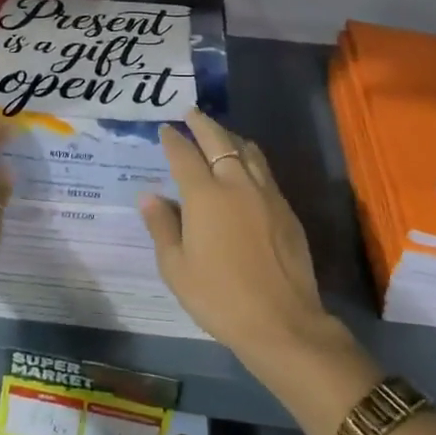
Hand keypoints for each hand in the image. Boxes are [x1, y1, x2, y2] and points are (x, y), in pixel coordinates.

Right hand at [140, 109, 340, 368]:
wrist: (282, 322)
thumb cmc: (220, 298)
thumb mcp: (177, 268)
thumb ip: (162, 226)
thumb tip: (149, 195)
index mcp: (205, 196)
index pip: (184, 155)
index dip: (173, 140)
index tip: (166, 129)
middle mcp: (236, 183)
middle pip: (218, 141)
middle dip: (202, 124)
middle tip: (191, 112)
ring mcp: (266, 193)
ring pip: (247, 150)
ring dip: (229, 136)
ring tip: (219, 133)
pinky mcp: (285, 208)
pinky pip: (264, 169)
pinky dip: (249, 157)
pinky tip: (245, 166)